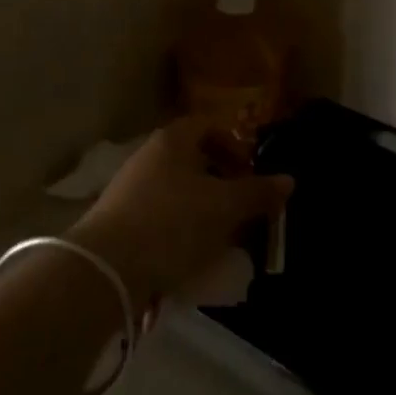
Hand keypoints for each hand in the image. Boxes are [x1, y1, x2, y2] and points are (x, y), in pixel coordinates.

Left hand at [68, 116, 293, 308]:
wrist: (107, 268)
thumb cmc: (172, 223)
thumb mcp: (224, 207)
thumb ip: (257, 193)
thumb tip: (288, 180)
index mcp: (174, 139)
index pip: (210, 126)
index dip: (236, 145)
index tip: (252, 173)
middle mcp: (150, 154)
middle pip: (195, 158)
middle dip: (223, 182)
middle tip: (243, 208)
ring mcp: (131, 187)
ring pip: (180, 190)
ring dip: (204, 209)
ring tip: (223, 238)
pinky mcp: (121, 220)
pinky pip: (162, 215)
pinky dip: (182, 229)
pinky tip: (192, 255)